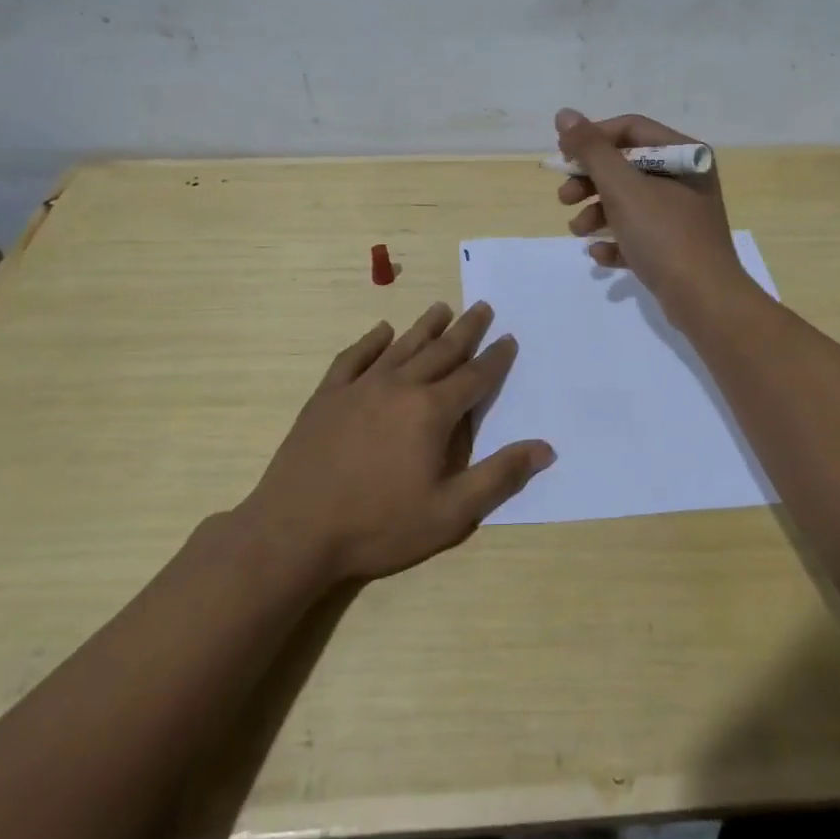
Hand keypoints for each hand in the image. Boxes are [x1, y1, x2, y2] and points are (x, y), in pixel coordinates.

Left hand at [238, 302, 553, 583]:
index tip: (509, 339)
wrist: (295, 531)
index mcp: (432, 412)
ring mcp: (360, 387)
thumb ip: (499, 477)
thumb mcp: (450, 513)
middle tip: (482, 307)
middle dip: (466, 330)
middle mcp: (400, 387)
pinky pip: (354, 357)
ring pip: (401, 346)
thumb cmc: (378, 525)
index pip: (474, 377)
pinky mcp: (327, 396)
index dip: (495, 359)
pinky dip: (370, 342)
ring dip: (425, 327)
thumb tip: (545, 448)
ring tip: (442, 308)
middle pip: (441, 351)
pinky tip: (381, 331)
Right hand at [554, 108, 749, 324]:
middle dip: (590, 181)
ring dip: (597, 213)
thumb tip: (565, 114)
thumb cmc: (664, 235)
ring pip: (628, 202)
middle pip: (626, 166)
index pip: (630, 130)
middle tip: (564, 198)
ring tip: (578, 231)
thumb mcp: (622, 187)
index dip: (592, 139)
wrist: (704, 300)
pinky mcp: (675, 247)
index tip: (563, 158)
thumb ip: (591, 150)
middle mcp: (685, 179)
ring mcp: (681, 215)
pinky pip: (638, 234)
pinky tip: (600, 255)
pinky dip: (616, 241)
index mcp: (683, 155)